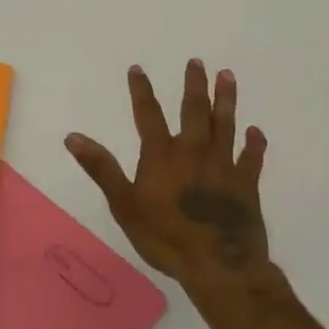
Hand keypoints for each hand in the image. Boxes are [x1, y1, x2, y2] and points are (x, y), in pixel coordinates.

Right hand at [65, 61, 279, 299]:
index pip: (148, 114)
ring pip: (225, 125)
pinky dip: (254, 143)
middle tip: (197, 62)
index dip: (142, 91)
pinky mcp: (246, 185)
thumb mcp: (124, 204)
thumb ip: (101, 168)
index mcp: (162, 155)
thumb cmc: (165, 237)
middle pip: (194, 111)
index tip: (138, 69)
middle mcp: (194, 152)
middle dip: (194, 85)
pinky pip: (252, 158)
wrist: (218, 266)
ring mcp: (223, 166)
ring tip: (227, 76)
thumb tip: (72, 137)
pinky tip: (255, 131)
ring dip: (225, 100)